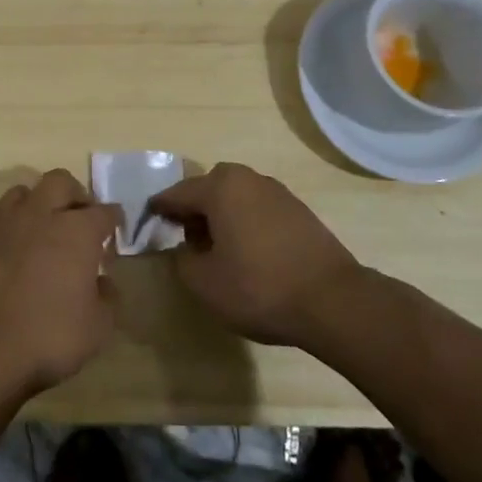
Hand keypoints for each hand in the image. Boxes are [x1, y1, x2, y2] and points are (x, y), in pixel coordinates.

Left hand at [0, 170, 120, 398]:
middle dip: (75, 193)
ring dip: (37, 203)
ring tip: (42, 228)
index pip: (104, 212)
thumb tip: (103, 281)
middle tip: (80, 217)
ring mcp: (3, 225)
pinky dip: (8, 232)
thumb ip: (107, 298)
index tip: (115, 228)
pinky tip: (10, 254)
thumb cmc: (49, 335)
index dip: (113, 219)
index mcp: (77, 231)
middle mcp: (40, 216)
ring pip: (22, 193)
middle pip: (60, 181)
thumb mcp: (98, 327)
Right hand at [151, 163, 362, 346]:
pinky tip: (249, 251)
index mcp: (220, 188)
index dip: (159, 210)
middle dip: (194, 209)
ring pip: (236, 196)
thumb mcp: (204, 283)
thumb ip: (182, 260)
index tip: (148, 224)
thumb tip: (184, 248)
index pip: (177, 193)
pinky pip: (259, 207)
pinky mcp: (299, 210)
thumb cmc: (259, 288)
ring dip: (222, 214)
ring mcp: (278, 192)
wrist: (333, 301)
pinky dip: (246, 221)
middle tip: (187, 239)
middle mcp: (248, 179)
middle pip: (209, 187)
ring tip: (219, 249)